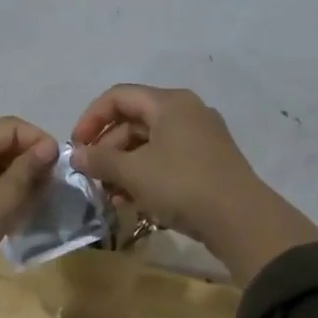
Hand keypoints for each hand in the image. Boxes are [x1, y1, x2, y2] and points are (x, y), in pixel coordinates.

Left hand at [0, 116, 58, 283]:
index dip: (38, 140)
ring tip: (32, 202)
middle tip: (49, 186)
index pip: (11, 126)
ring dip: (12, 178)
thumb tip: (48, 147)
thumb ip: (28, 169)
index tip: (59, 166)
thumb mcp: (3, 198)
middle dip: (27, 161)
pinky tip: (7, 213)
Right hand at [70, 84, 317, 282]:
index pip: (118, 97)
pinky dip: (146, 175)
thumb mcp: (134, 172)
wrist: (242, 221)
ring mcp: (201, 137)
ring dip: (124, 166)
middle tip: (92, 176)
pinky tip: (132, 201)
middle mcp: (187, 112)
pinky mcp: (209, 162)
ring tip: (109, 194)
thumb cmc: (182, 185)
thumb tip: (76, 155)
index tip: (77, 146)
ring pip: (150, 143)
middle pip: (134, 120)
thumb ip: (100, 160)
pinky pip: (167, 159)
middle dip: (108, 148)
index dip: (91, 118)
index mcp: (169, 102)